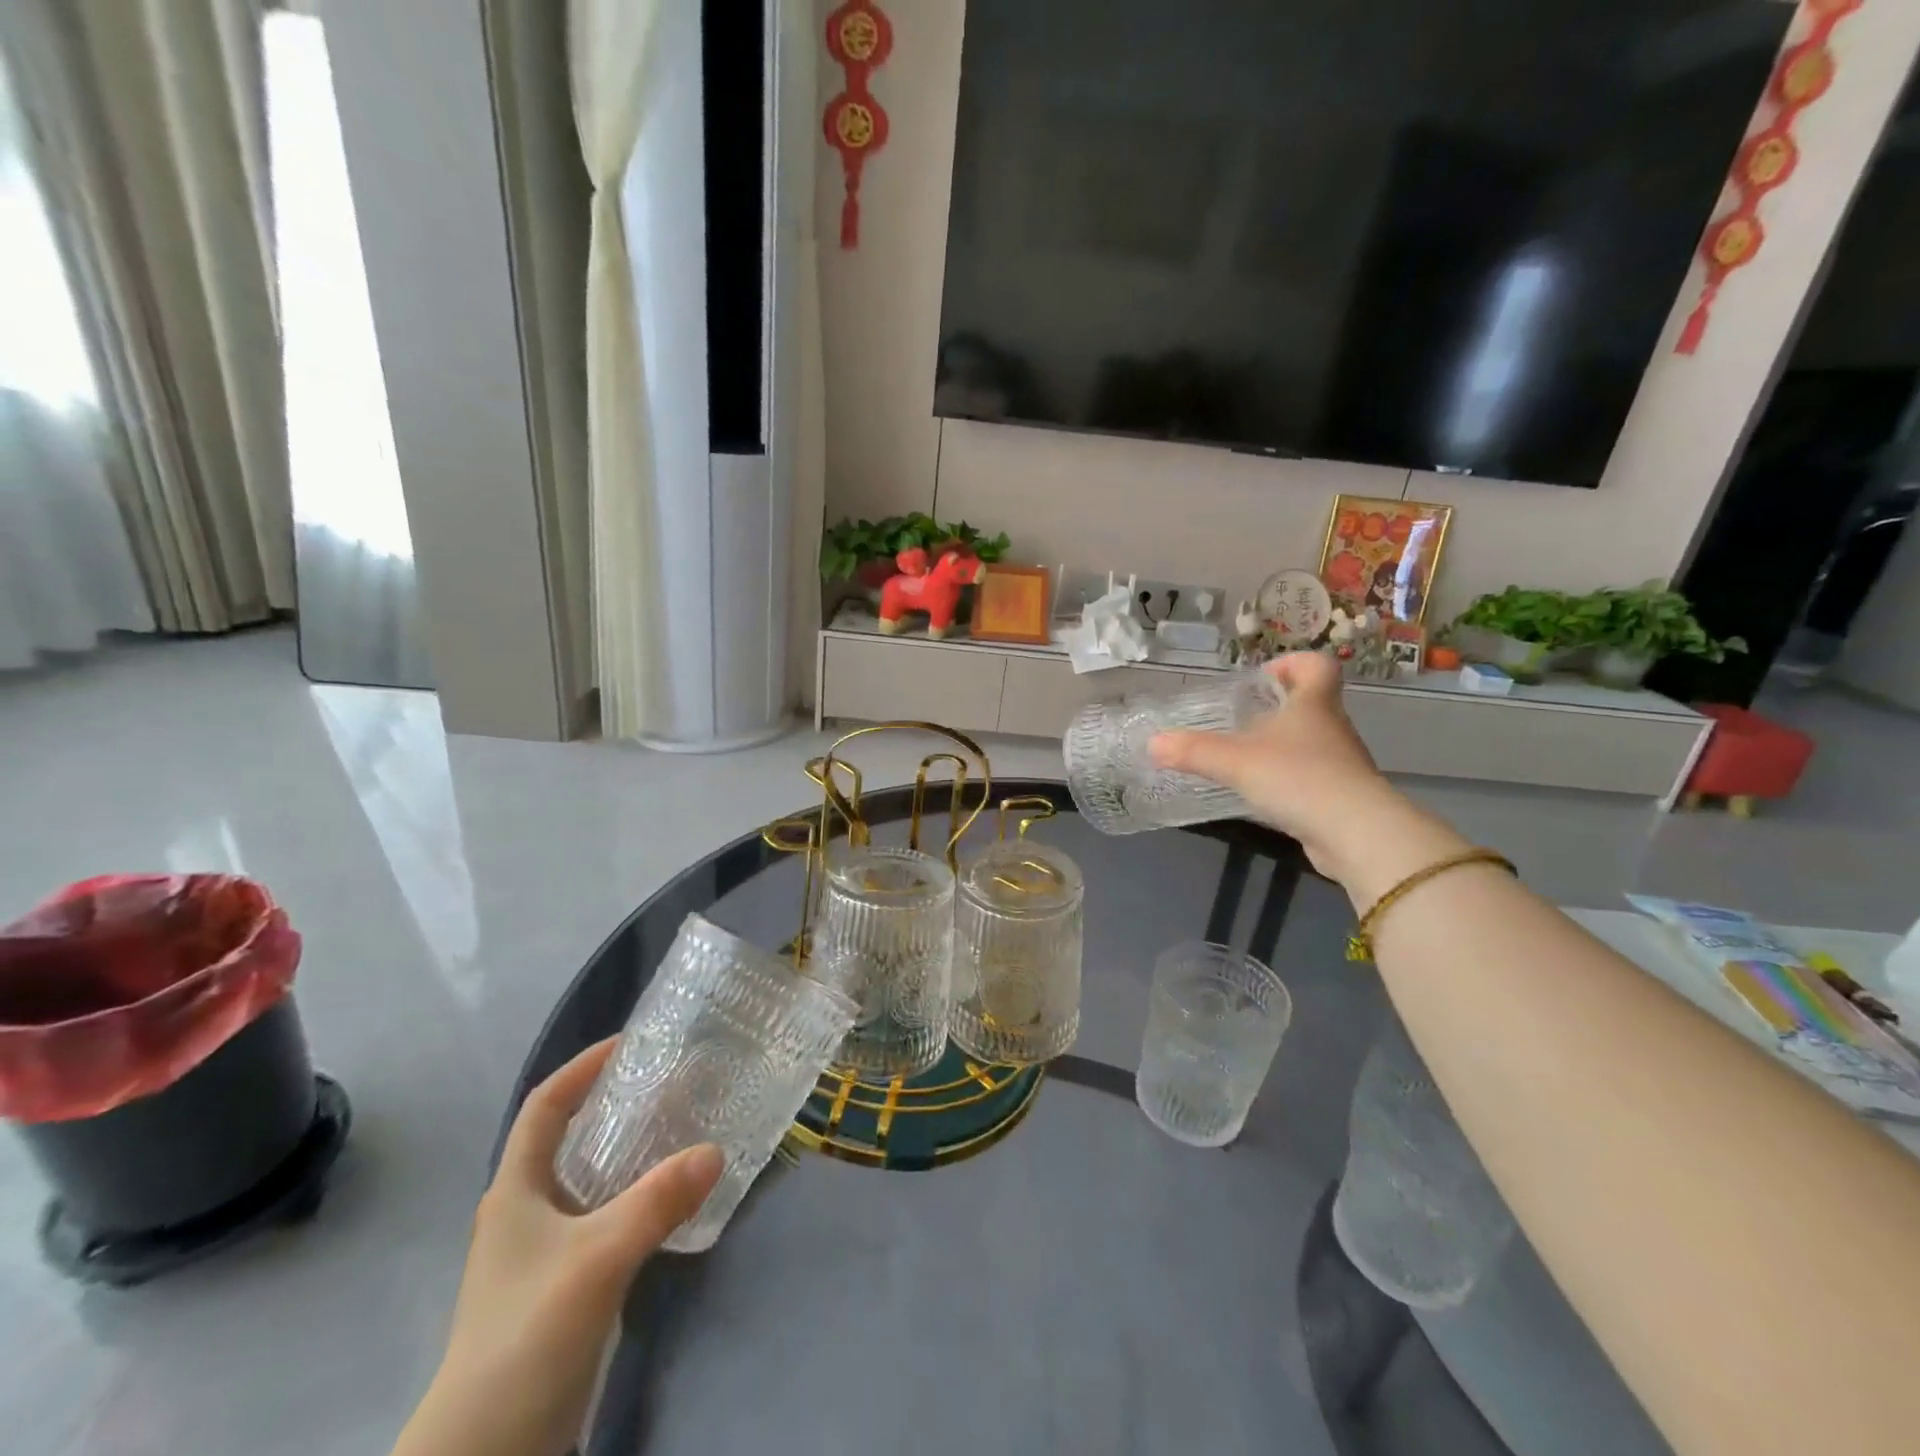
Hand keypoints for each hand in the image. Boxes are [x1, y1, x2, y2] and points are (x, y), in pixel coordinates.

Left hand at [393, 1040, 722, 1455]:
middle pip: (571, 1138)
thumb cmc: (527, 1335)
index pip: (545, 1106)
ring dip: (631, 1151)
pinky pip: (606, 1218)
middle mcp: (526, 1211)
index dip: (582, 1068)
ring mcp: (543, 1252)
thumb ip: (657, 1201)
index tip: (631, 1044)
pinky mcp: (564, 1285)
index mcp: (515, 1190)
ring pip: (592, 1180)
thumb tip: (715, 1150)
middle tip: (672, 1083)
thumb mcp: (597, 1258)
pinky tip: (673, 1198)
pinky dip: (637, 1196)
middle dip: (616, 1105)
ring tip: (683, 1127)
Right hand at [1150, 653, 1465, 902]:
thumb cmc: (1297, 778)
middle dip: (1277, 709)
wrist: (1355, 834)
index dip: (1292, 663)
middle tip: (1239, 722)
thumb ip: (1193, 751)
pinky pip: (1310, 779)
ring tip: (1243, 762)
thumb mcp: (1235, 761)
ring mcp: (1341, 765)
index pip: (1317, 666)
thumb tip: (1153, 742)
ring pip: (1310, 744)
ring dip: (1281, 748)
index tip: (1263, 678)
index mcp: (1314, 705)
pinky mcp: (1340, 798)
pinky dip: (1287, 782)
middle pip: (1311, 705)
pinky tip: (1262, 797)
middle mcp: (1333, 728)